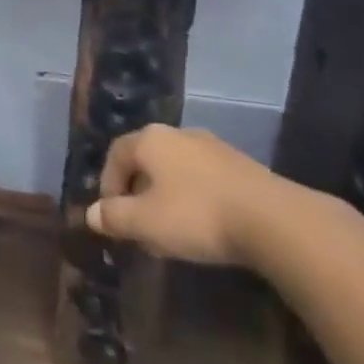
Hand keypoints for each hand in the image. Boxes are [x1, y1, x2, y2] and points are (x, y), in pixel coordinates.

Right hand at [87, 124, 289, 265]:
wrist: (271, 218)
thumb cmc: (197, 215)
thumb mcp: (146, 222)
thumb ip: (115, 217)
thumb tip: (92, 214)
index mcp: (150, 139)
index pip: (116, 153)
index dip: (108, 184)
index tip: (112, 217)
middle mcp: (178, 133)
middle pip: (146, 159)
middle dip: (137, 192)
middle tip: (139, 226)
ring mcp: (211, 146)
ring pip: (175, 169)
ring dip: (166, 196)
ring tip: (171, 231)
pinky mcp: (238, 164)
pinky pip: (202, 177)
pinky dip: (193, 198)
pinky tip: (203, 225)